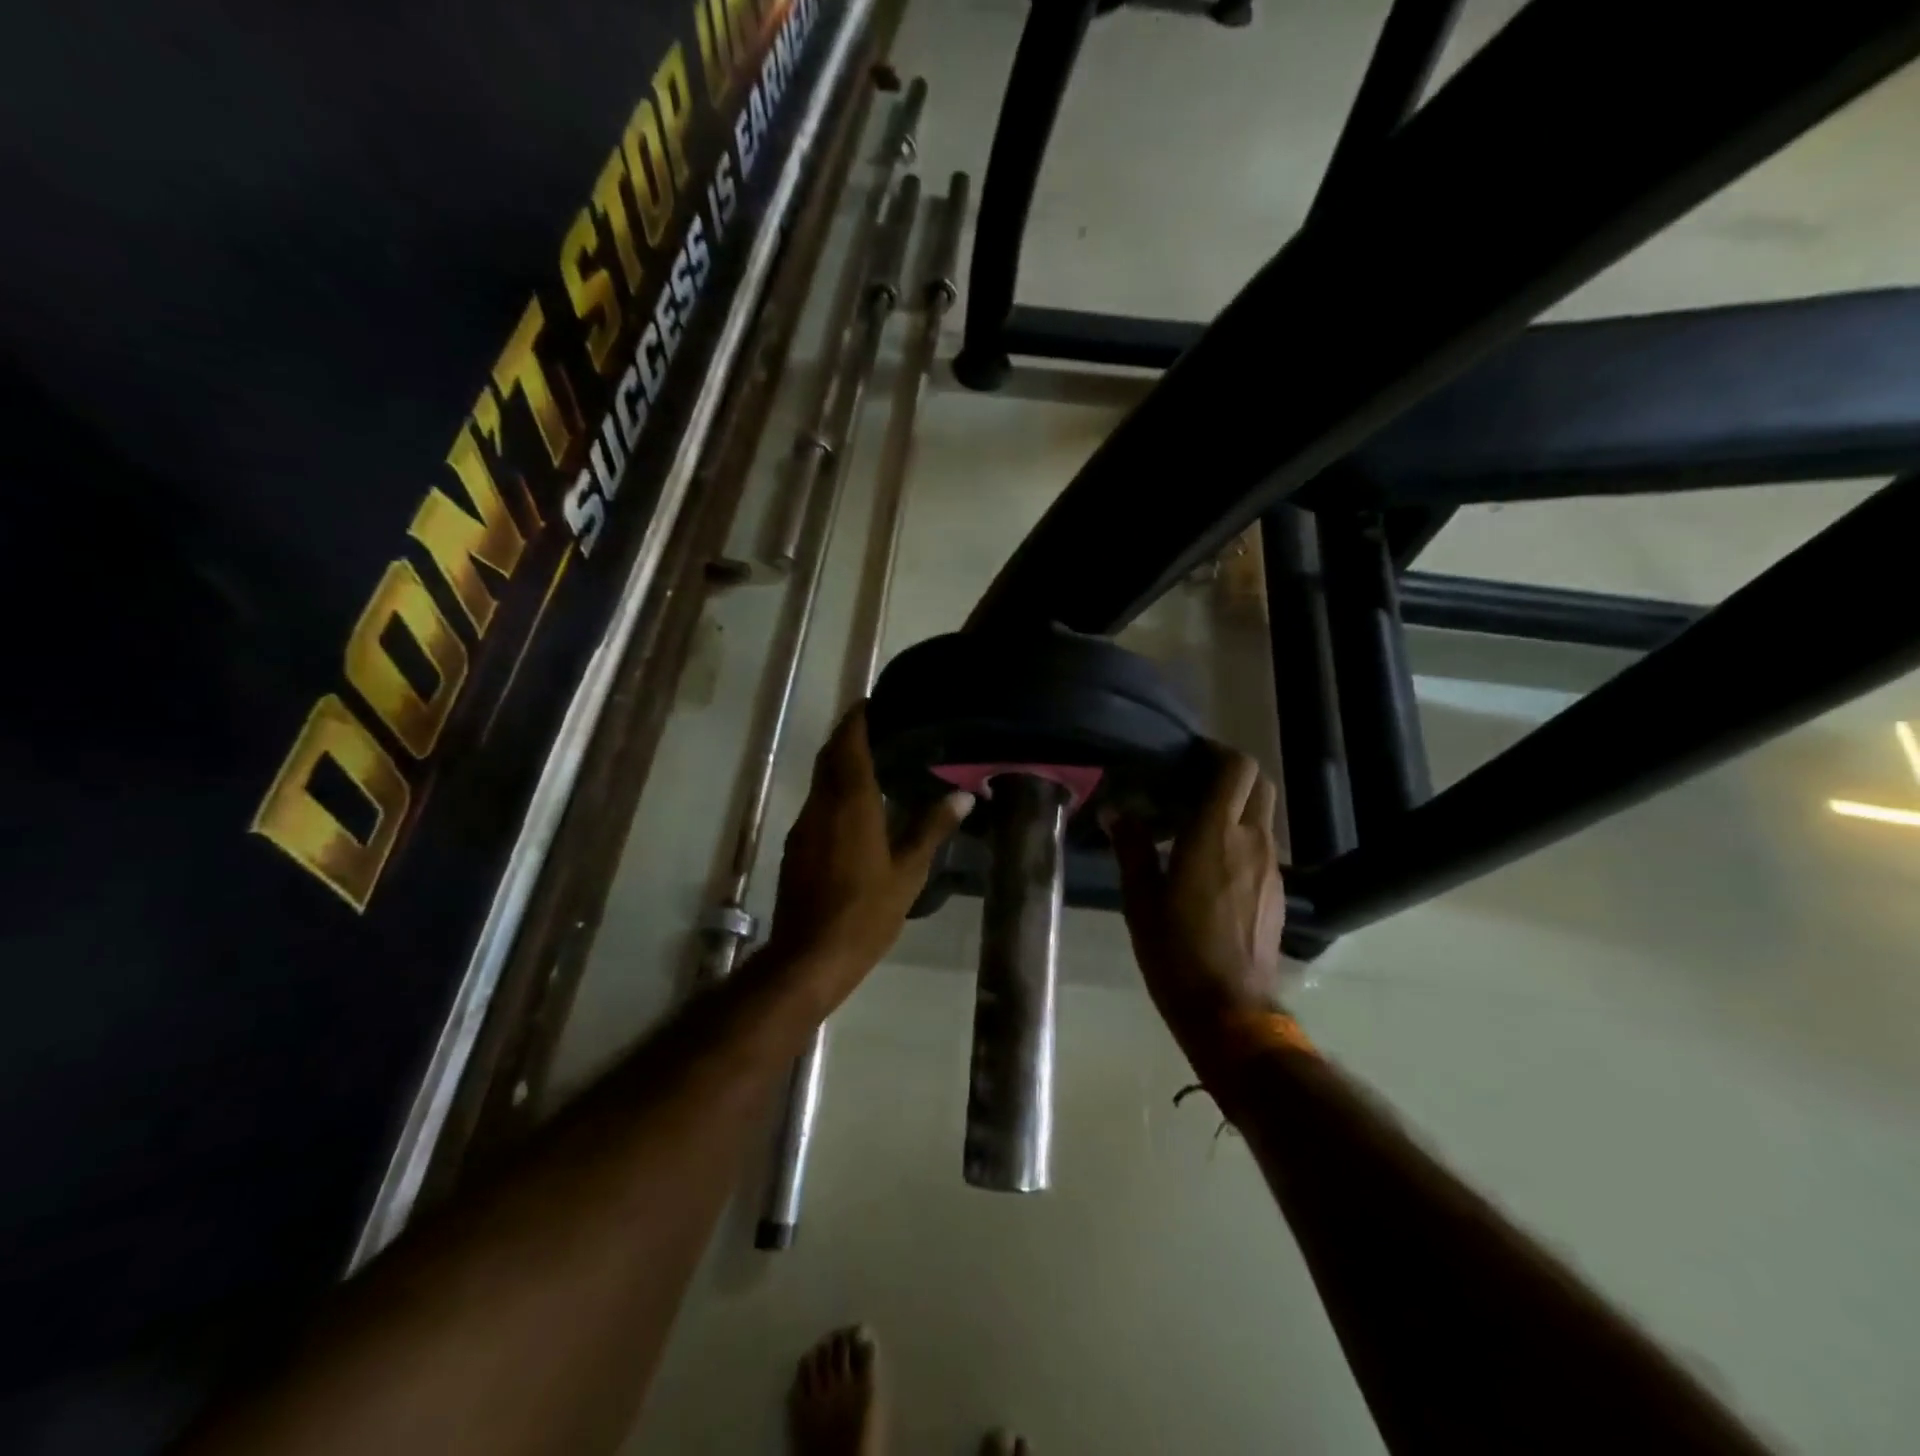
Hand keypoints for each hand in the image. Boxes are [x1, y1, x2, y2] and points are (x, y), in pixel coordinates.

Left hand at [763, 704, 973, 1007]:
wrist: (811, 955)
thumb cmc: (866, 912)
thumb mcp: (909, 871)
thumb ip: (932, 828)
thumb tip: (962, 796)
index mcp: (850, 803)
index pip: (848, 744)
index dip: (857, 719)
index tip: (872, 703)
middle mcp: (821, 805)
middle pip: (829, 756)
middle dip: (847, 736)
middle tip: (878, 727)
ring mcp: (804, 826)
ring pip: (820, 780)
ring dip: (840, 764)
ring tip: (873, 761)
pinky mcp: (796, 846)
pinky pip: (816, 804)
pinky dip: (833, 791)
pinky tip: (856, 807)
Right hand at [1107, 747, 1287, 1047]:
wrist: (1230, 1009)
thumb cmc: (1175, 951)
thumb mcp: (1140, 899)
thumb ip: (1132, 848)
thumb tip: (1117, 812)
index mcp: (1214, 835)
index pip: (1236, 769)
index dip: (1217, 753)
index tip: (1190, 756)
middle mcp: (1252, 841)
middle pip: (1258, 784)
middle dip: (1231, 774)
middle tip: (1193, 784)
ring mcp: (1271, 866)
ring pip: (1263, 814)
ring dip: (1236, 806)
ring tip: (1197, 824)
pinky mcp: (1278, 891)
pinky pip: (1263, 845)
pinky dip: (1242, 837)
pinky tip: (1213, 863)